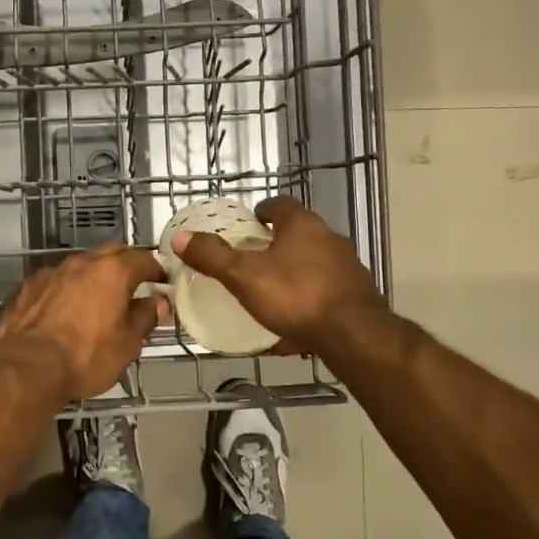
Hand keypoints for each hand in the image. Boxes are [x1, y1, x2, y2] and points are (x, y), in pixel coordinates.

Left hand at [0, 244, 168, 402]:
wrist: (25, 368)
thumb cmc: (85, 357)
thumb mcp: (127, 344)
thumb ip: (144, 318)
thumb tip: (158, 303)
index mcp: (112, 271)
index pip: (143, 259)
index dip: (157, 270)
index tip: (163, 282)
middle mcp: (81, 263)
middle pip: (110, 253)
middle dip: (125, 265)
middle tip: (134, 286)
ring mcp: (50, 273)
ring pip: (80, 267)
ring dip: (92, 278)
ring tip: (98, 301)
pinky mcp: (26, 288)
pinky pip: (55, 282)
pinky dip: (66, 291)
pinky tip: (65, 311)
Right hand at [173, 196, 384, 352]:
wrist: (354, 333)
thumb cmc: (295, 295)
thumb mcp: (244, 276)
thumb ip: (213, 256)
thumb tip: (180, 237)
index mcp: (302, 225)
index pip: (280, 205)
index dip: (261, 212)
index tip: (248, 226)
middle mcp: (329, 238)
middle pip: (299, 233)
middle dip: (277, 245)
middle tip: (253, 261)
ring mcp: (347, 266)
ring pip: (314, 264)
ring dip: (294, 273)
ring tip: (272, 294)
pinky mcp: (358, 294)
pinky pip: (326, 293)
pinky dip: (310, 302)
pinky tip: (294, 326)